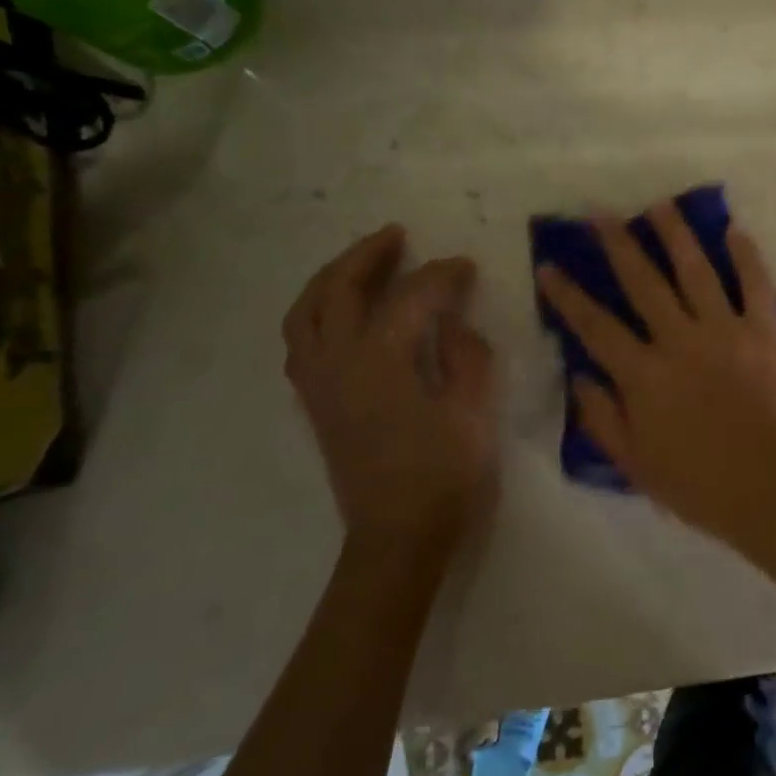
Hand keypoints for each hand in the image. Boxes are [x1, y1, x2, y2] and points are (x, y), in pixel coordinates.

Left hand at [283, 226, 497, 558]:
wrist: (397, 539)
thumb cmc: (445, 479)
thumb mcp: (474, 415)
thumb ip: (468, 359)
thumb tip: (457, 325)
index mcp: (382, 363)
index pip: (410, 298)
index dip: (441, 275)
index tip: (467, 266)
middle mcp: (338, 364)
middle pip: (337, 291)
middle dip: (367, 256)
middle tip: (397, 236)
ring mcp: (319, 385)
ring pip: (305, 314)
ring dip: (331, 279)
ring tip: (362, 263)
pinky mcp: (316, 404)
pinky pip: (301, 342)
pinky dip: (317, 313)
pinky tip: (343, 314)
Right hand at [536, 205, 775, 551]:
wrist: (773, 491)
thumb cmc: (700, 486)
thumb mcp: (636, 465)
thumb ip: (603, 418)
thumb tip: (580, 376)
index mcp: (644, 375)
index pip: (595, 326)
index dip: (568, 295)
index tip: (549, 264)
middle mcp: (680, 341)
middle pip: (643, 283)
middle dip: (618, 245)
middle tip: (601, 214)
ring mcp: (726, 332)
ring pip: (696, 271)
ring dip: (676, 235)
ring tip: (661, 206)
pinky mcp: (766, 333)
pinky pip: (756, 285)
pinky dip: (746, 256)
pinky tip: (735, 231)